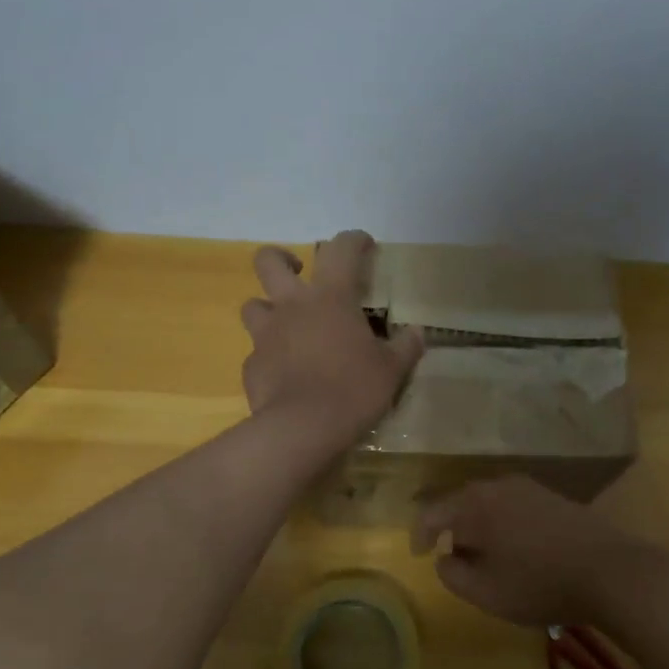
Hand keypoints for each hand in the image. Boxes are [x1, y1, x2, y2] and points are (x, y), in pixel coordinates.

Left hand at [241, 231, 423, 450]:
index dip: (353, 239)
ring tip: (287, 326)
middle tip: (298, 273)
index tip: (363, 244)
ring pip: (252, 305)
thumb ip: (405, 347)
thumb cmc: (353, 389)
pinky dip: (270, 356)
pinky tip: (285, 373)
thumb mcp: (392, 370)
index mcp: (330, 297)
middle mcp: (291, 306)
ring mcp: (265, 335)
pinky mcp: (252, 366)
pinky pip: (257, 352)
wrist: (303, 429)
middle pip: (268, 261)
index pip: (340, 249)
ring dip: (268, 309)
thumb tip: (417, 333)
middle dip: (281, 258)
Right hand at [411, 476, 658, 626]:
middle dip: (453, 530)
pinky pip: (512, 505)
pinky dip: (503, 524)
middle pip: (461, 503)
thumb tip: (444, 558)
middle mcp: (497, 485)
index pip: (433, 512)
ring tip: (486, 557)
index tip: (419, 555)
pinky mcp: (551, 496)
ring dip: (480, 527)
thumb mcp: (486, 592)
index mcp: (474, 504)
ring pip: (489, 503)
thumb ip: (453, 574)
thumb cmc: (538, 583)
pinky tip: (516, 549)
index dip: (420, 534)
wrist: (609, 570)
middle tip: (453, 559)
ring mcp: (528, 487)